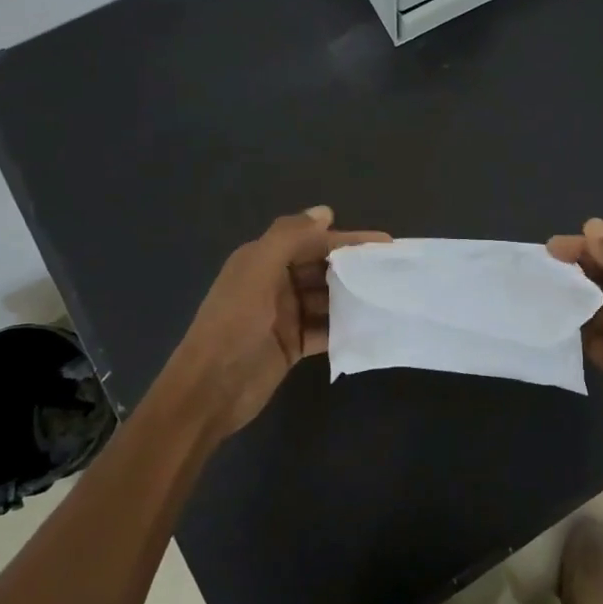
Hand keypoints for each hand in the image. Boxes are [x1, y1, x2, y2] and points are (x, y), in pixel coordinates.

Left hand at [160, 207, 389, 442]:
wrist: (210, 391)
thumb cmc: (234, 325)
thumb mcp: (257, 271)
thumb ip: (289, 237)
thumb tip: (326, 212)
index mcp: (262, 259)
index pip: (311, 240)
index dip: (347, 239)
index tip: (385, 243)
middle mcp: (274, 283)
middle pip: (321, 268)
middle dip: (353, 268)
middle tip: (392, 272)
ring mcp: (284, 316)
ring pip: (326, 298)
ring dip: (352, 297)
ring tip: (387, 298)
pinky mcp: (293, 345)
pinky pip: (325, 329)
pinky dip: (344, 326)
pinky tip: (370, 326)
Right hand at [548, 218, 602, 455]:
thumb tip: (592, 224)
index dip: (584, 247)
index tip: (550, 249)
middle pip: (602, 278)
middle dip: (574, 271)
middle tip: (539, 272)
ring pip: (592, 306)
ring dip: (570, 300)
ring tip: (537, 296)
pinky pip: (588, 336)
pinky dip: (572, 330)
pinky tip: (550, 325)